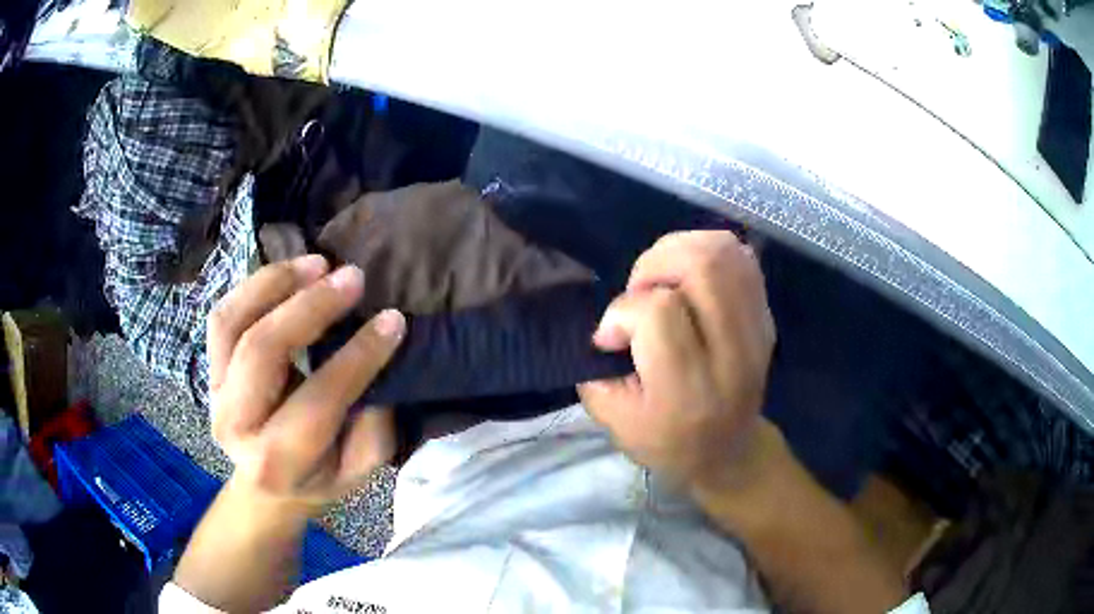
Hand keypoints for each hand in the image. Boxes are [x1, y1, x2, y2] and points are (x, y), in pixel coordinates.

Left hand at [207, 255, 405, 513]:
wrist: (267, 486)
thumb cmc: (318, 477)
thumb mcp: (358, 469)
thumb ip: (371, 426)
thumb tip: (377, 362)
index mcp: (276, 462)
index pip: (319, 398)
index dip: (359, 355)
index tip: (392, 319)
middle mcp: (236, 425)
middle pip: (263, 349)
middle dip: (311, 306)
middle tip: (353, 278)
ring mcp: (214, 392)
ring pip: (233, 322)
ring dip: (277, 283)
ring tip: (318, 263)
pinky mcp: (209, 369)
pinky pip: (223, 316)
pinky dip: (254, 286)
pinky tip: (289, 272)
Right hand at [579, 231, 775, 492]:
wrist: (730, 451)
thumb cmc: (668, 442)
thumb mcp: (616, 423)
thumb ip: (599, 371)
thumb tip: (610, 324)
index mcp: (690, 389)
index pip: (660, 311)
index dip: (622, 312)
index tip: (612, 338)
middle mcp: (732, 353)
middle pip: (702, 267)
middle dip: (655, 265)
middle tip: (641, 294)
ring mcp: (757, 330)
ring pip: (723, 252)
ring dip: (679, 252)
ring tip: (663, 281)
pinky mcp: (766, 316)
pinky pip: (740, 257)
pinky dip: (706, 252)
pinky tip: (688, 278)